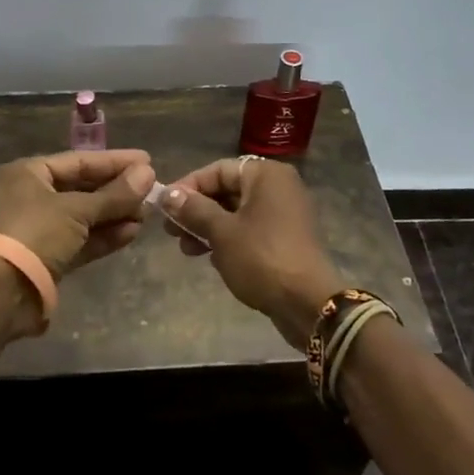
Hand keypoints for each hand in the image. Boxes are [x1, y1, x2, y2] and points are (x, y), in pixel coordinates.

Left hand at [0, 149, 156, 284]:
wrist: (2, 293)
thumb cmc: (36, 233)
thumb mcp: (77, 210)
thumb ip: (115, 194)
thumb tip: (148, 173)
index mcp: (28, 173)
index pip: (79, 161)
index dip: (114, 161)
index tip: (147, 161)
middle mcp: (31, 196)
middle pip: (82, 188)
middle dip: (117, 191)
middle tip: (152, 190)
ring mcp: (39, 228)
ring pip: (84, 216)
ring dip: (115, 214)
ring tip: (147, 214)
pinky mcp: (48, 257)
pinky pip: (81, 240)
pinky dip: (104, 236)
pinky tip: (132, 232)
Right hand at [159, 158, 344, 347]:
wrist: (309, 304)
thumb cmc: (262, 258)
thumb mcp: (222, 232)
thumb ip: (193, 210)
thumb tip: (167, 194)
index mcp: (266, 175)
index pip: (218, 170)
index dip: (188, 186)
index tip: (164, 206)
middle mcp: (278, 187)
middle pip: (227, 190)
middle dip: (196, 210)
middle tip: (170, 231)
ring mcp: (284, 213)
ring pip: (236, 212)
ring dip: (208, 228)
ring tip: (186, 249)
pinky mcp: (285, 238)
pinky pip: (249, 229)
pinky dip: (228, 239)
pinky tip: (209, 258)